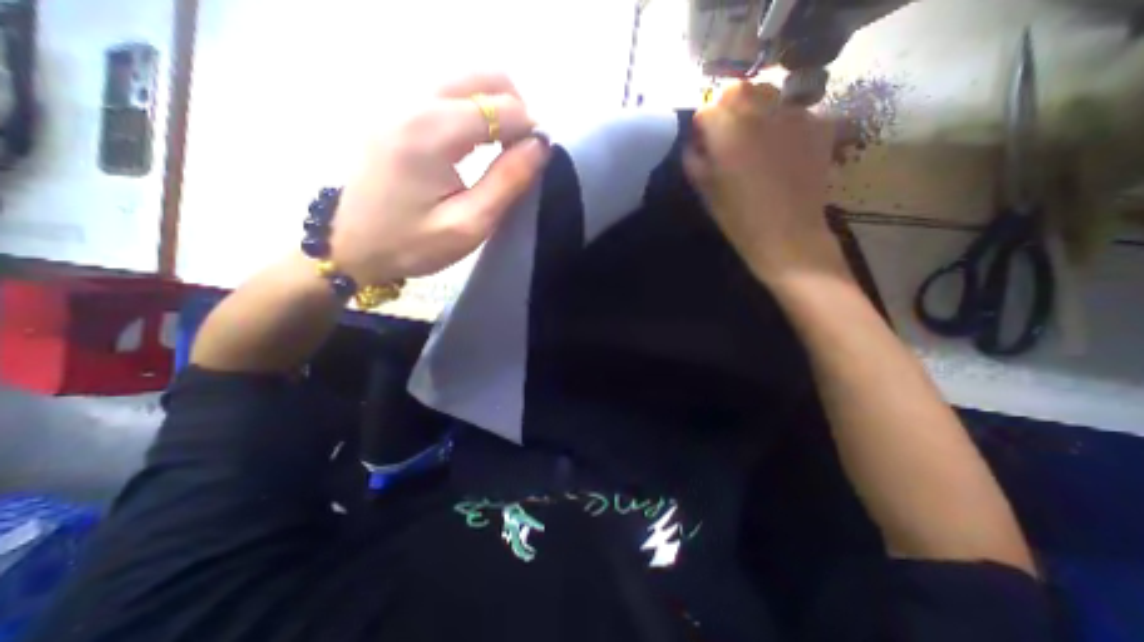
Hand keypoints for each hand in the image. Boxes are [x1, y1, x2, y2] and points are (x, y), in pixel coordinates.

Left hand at [327, 73, 547, 283]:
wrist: (351, 246)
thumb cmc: (412, 243)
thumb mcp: (469, 224)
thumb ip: (508, 181)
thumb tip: (540, 146)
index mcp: (430, 130)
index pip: (500, 106)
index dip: (529, 129)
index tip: (535, 159)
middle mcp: (411, 100)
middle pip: (483, 76)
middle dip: (515, 109)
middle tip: (521, 151)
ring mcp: (397, 100)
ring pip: (466, 80)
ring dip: (495, 108)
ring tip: (501, 149)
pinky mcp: (394, 110)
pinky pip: (447, 93)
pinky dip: (474, 111)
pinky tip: (475, 143)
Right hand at [683, 81, 842, 283]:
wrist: (788, 235)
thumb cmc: (738, 219)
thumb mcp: (704, 192)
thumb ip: (694, 159)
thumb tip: (695, 142)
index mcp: (728, 133)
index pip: (706, 110)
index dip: (701, 127)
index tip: (703, 145)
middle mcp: (761, 113)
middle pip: (738, 89)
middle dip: (727, 108)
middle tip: (727, 135)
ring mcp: (795, 115)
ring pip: (768, 94)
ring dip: (756, 110)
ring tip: (756, 140)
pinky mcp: (819, 124)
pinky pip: (793, 111)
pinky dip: (783, 123)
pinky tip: (783, 150)